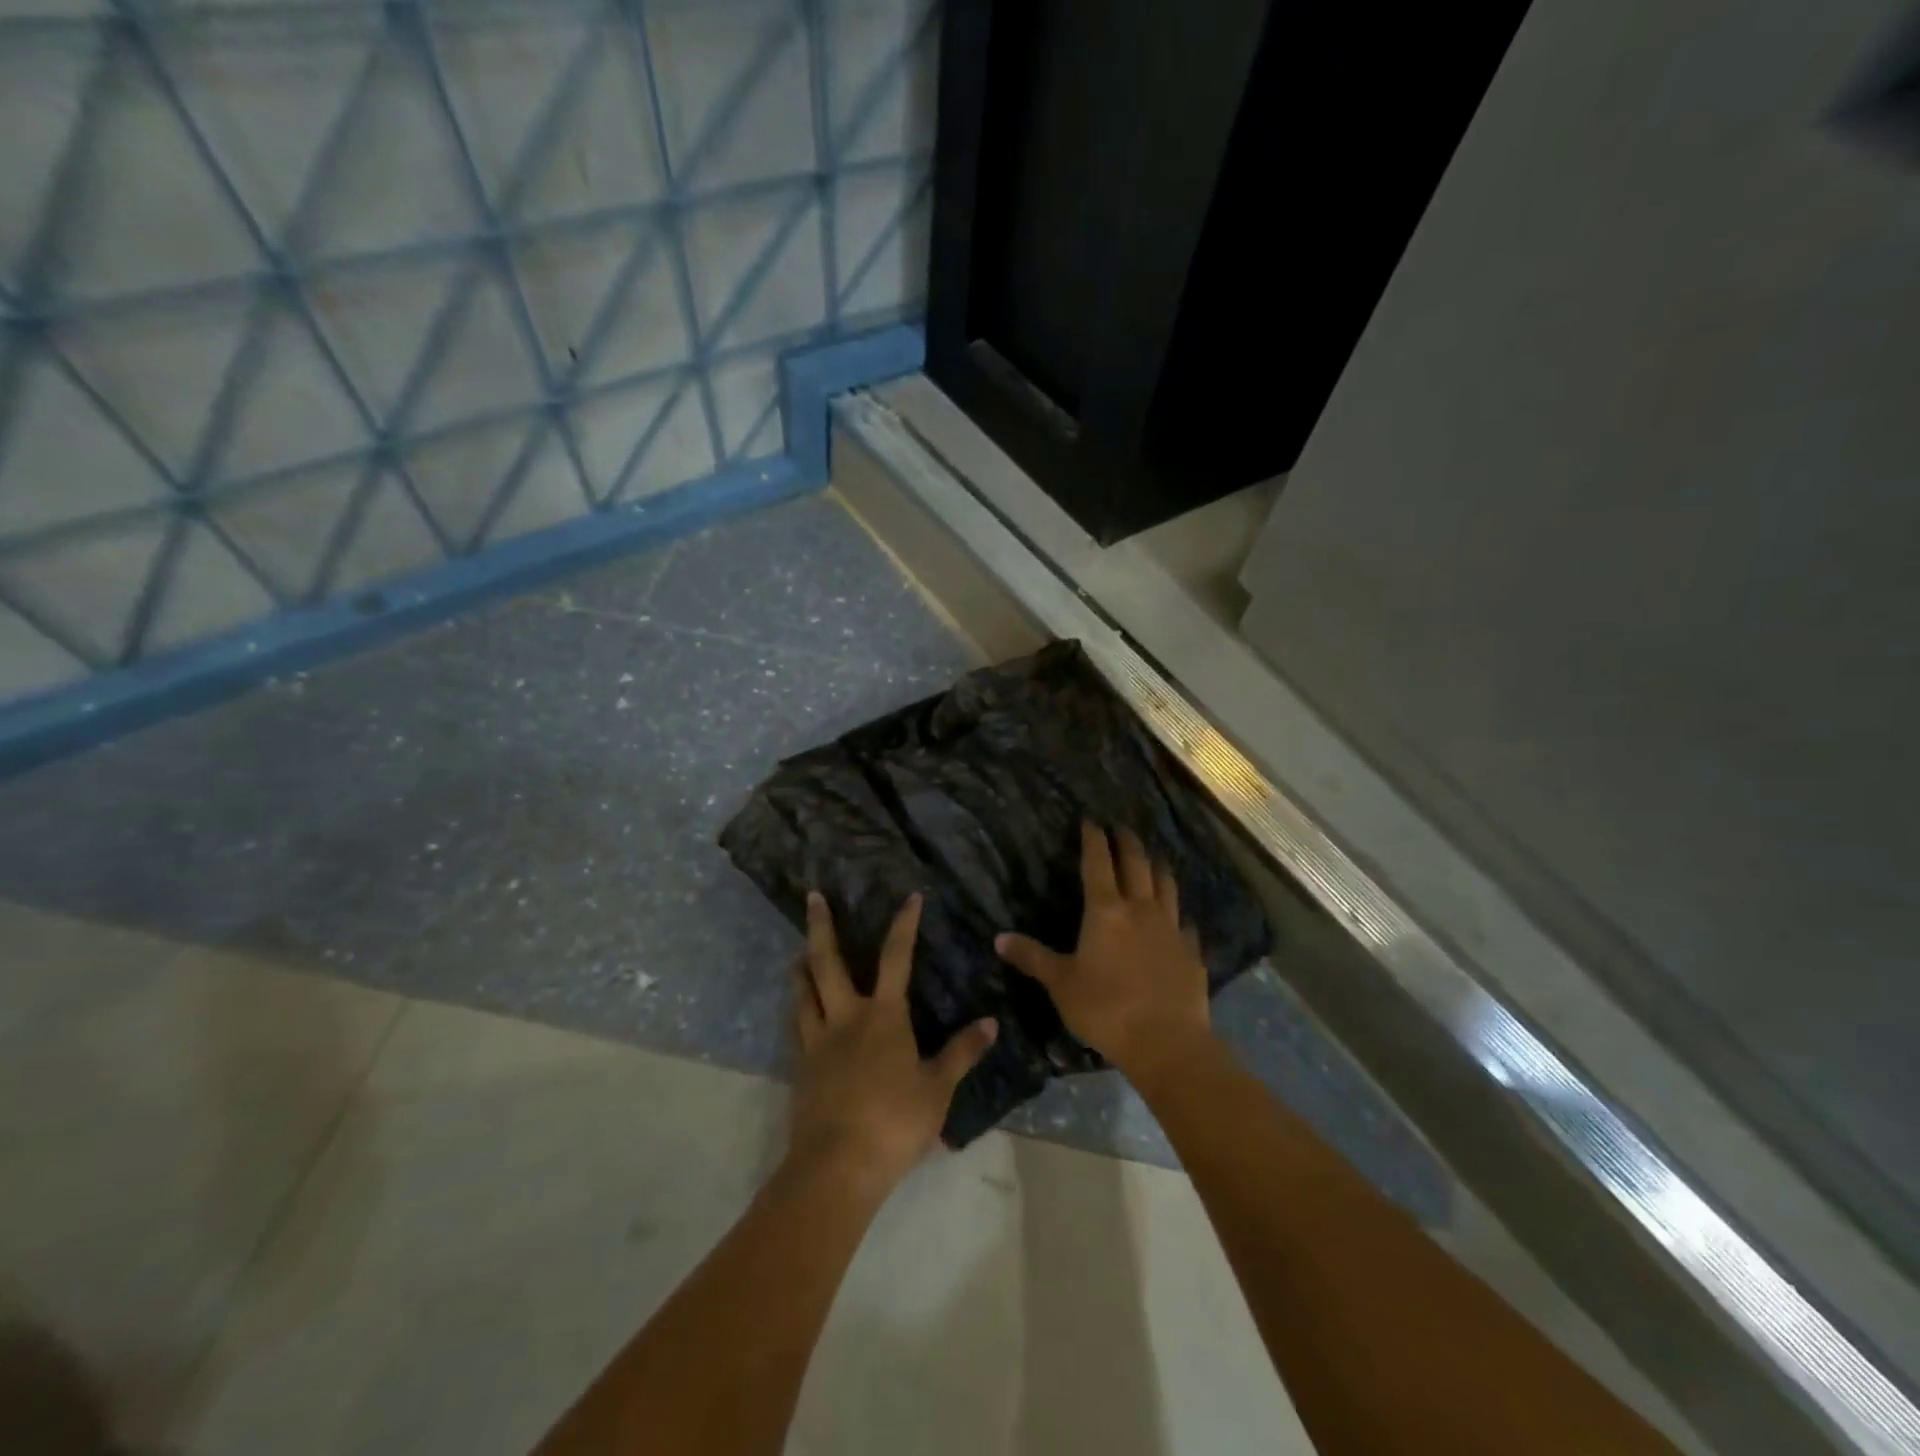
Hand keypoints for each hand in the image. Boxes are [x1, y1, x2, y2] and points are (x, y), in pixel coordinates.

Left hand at [789, 891, 997, 1192]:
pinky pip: (797, 1027)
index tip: (910, 897)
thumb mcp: (938, 1088)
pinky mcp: (801, 1068)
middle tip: (812, 896)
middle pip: (827, 962)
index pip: (896, 957)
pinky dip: (798, 1010)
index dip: (904, 924)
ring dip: (801, 967)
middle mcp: (846, 1017)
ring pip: (804, 992)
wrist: (836, 1165)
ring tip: (798, 953)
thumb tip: (991, 1022)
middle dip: (821, 926)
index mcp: (883, 1016)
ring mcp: (818, 1041)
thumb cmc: (894, 1121)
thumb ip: (962, 1053)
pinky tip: (799, 1013)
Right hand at [996, 823, 1213, 1083]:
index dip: (1094, 839)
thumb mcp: (1060, 984)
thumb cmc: (1106, 1009)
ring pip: (1166, 885)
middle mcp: (1141, 909)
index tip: (1091, 820)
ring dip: (1158, 866)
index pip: (1098, 862)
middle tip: (1121, 827)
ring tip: (1154, 856)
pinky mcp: (1191, 952)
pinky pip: (1185, 923)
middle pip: (1136, 864)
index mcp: (1106, 911)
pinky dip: (1178, 913)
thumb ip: (1032, 958)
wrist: (1167, 1042)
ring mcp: (1171, 929)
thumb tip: (999, 938)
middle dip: (1127, 842)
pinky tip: (1178, 918)